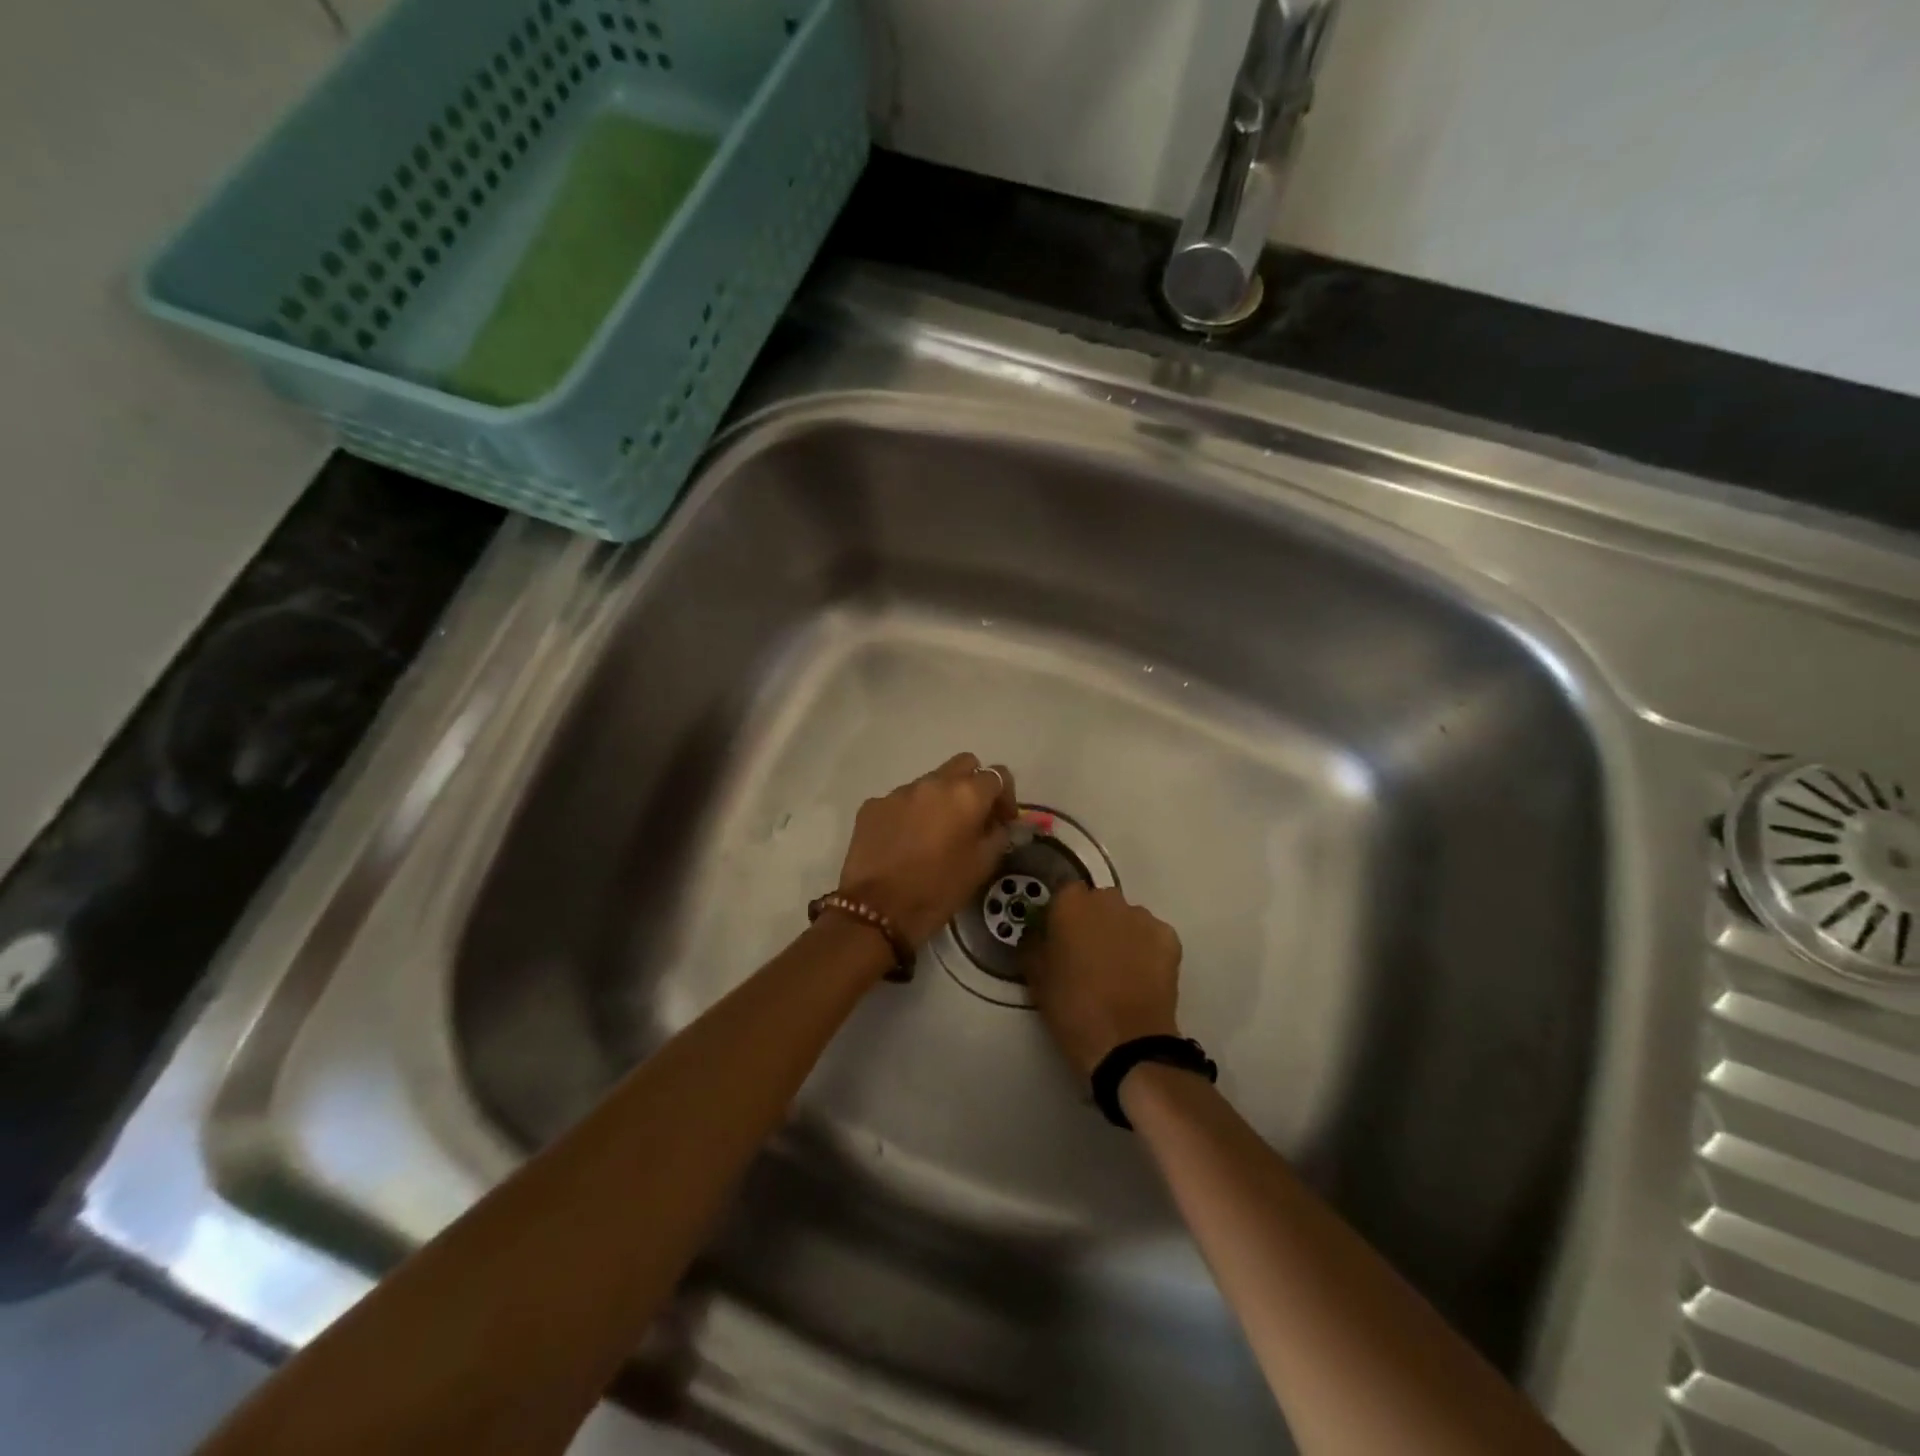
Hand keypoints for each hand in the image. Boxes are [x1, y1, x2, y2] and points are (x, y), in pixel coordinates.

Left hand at [836, 753, 1018, 946]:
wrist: (877, 910)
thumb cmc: (938, 890)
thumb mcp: (982, 866)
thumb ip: (998, 835)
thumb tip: (1000, 823)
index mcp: (966, 794)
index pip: (998, 774)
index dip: (1005, 796)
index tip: (1002, 821)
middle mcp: (933, 782)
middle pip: (963, 764)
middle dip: (973, 784)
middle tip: (973, 816)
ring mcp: (899, 791)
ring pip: (929, 782)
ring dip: (939, 799)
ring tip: (935, 832)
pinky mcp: (873, 805)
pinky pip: (900, 800)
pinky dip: (910, 813)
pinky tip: (905, 841)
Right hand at [1024, 884, 1182, 1079]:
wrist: (1126, 1043)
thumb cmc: (1072, 1007)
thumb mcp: (1035, 976)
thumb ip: (1033, 943)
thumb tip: (1038, 932)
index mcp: (1071, 904)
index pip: (1063, 893)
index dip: (1061, 915)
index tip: (1059, 937)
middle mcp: (1108, 900)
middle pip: (1098, 902)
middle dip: (1093, 921)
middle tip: (1087, 955)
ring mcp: (1143, 917)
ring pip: (1126, 918)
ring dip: (1120, 934)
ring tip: (1117, 969)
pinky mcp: (1169, 938)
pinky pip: (1151, 935)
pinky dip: (1146, 949)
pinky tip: (1140, 976)